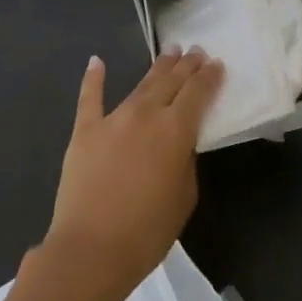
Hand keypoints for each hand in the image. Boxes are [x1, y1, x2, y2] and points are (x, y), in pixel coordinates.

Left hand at [41, 48, 224, 300]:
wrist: (90, 250)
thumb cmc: (147, 231)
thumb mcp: (184, 197)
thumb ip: (185, 161)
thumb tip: (179, 143)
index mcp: (175, 130)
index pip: (198, 93)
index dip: (209, 76)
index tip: (216, 63)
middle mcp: (146, 114)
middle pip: (171, 81)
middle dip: (186, 65)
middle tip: (195, 50)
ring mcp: (113, 119)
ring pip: (140, 85)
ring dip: (157, 67)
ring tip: (169, 52)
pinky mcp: (85, 131)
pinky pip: (90, 98)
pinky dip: (93, 78)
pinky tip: (96, 61)